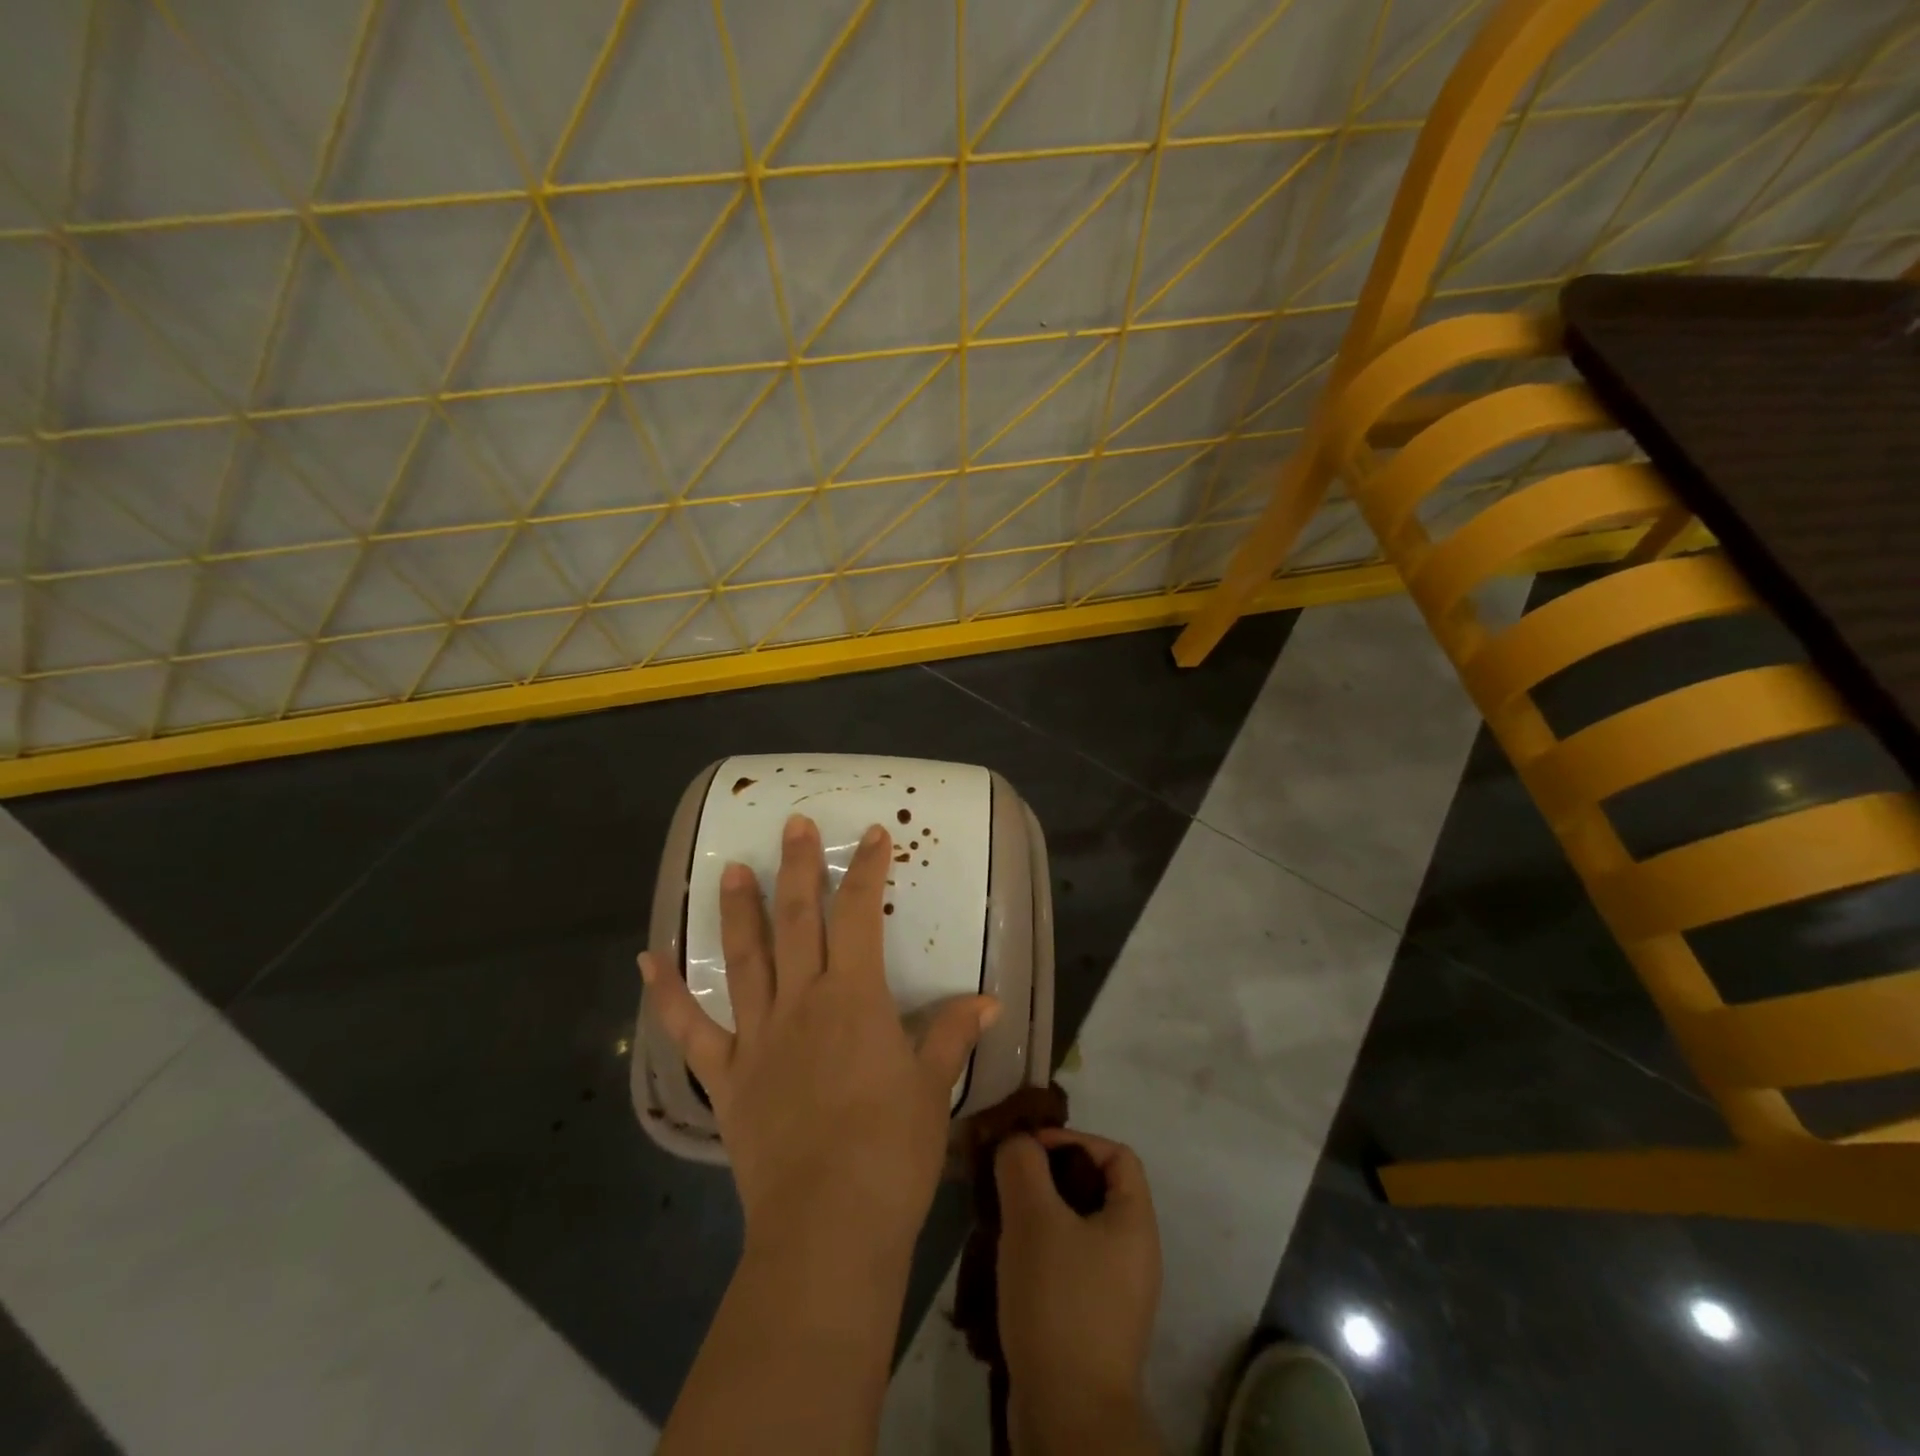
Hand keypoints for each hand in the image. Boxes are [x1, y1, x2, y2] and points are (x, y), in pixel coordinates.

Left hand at [642, 813, 998, 1255]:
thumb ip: (951, 1034)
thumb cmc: (891, 1150)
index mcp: (854, 998)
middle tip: (791, 825)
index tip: (871, 835)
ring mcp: (757, 1036)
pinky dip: (666, 995)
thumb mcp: (932, 1087)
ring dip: (736, 911)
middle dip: (798, 868)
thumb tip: (987, 999)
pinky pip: (690, 1030)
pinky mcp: (726, 1076)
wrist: (827, 1224)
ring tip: (726, 868)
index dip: (867, 871)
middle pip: (798, 921)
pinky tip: (647, 960)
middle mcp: (801, 1002)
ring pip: (744, 959)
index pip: (861, 916)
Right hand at [996, 1130, 1161, 1450]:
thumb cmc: (1059, 1301)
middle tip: (1010, 1180)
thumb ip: (1022, 1164)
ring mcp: (1115, 1293)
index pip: (1116, 1154)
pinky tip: (1007, 1261)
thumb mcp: (1033, 1217)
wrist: (1068, 1415)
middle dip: (1050, 1176)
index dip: (1075, 1140)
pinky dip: (1040, 1252)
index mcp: (1135, 1222)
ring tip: (1002, 1218)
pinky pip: (1068, 1265)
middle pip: (1095, 1189)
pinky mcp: (1092, 1323)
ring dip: (1039, 1215)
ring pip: (1076, 1228)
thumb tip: (1017, 1142)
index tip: (1031, 1149)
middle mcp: (1134, 1254)